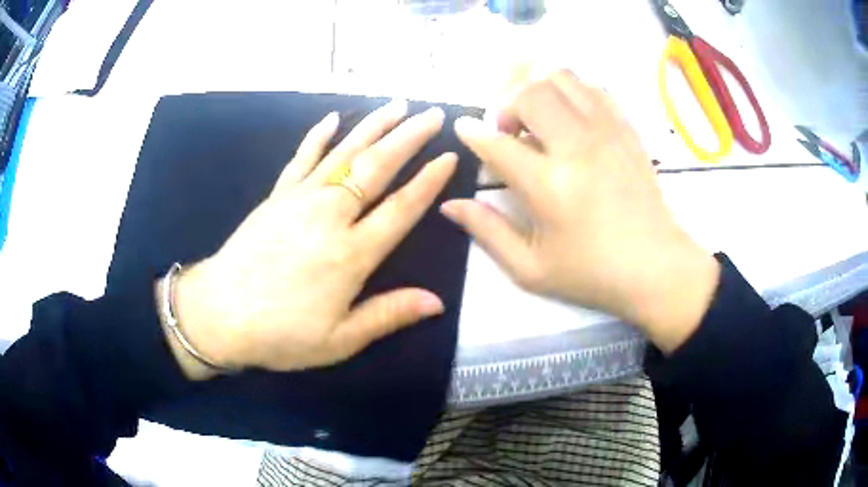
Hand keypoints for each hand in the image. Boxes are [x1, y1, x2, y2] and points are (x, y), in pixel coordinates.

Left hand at [161, 100, 457, 378]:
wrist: (218, 314)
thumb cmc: (280, 333)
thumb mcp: (338, 340)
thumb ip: (388, 315)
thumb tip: (437, 302)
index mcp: (351, 254)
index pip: (401, 208)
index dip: (428, 181)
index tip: (449, 156)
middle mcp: (330, 216)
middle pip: (377, 167)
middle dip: (409, 137)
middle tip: (433, 114)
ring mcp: (300, 200)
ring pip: (344, 153)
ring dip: (373, 126)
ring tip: (398, 105)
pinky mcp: (277, 196)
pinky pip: (302, 158)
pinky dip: (318, 135)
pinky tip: (333, 118)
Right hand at [442, 70, 719, 352]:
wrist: (656, 268)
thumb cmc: (592, 273)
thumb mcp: (531, 268)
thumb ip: (487, 232)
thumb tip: (450, 204)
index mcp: (549, 187)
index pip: (496, 142)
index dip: (472, 131)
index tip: (465, 129)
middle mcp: (577, 148)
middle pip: (528, 93)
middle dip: (505, 103)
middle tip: (508, 130)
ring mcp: (606, 133)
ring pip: (561, 78)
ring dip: (536, 87)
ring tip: (534, 114)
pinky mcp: (627, 130)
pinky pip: (593, 88)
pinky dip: (571, 90)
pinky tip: (567, 112)